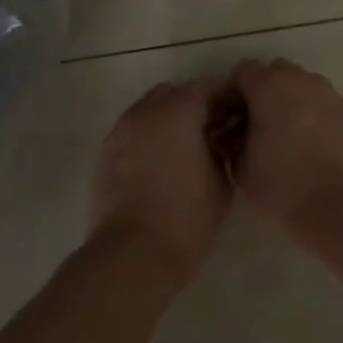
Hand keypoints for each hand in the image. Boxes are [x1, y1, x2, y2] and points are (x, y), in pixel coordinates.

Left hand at [90, 81, 230, 285]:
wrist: (133, 253)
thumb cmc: (186, 218)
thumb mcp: (221, 182)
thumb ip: (221, 149)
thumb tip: (217, 139)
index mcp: (177, 111)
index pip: (206, 88)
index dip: (224, 99)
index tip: (237, 115)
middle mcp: (145, 111)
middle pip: (173, 94)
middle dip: (192, 106)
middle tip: (210, 131)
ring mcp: (121, 131)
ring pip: (148, 111)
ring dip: (166, 120)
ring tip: (183, 149)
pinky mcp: (105, 153)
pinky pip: (132, 132)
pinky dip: (147, 138)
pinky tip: (159, 164)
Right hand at [229, 59, 342, 231]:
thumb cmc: (285, 185)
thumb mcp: (241, 168)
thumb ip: (231, 141)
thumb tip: (233, 133)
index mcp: (269, 86)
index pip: (242, 71)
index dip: (233, 92)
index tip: (230, 119)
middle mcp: (300, 79)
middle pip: (274, 72)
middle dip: (262, 91)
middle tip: (256, 124)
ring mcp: (328, 92)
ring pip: (300, 85)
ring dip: (289, 100)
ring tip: (285, 134)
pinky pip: (321, 101)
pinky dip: (311, 112)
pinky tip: (309, 143)